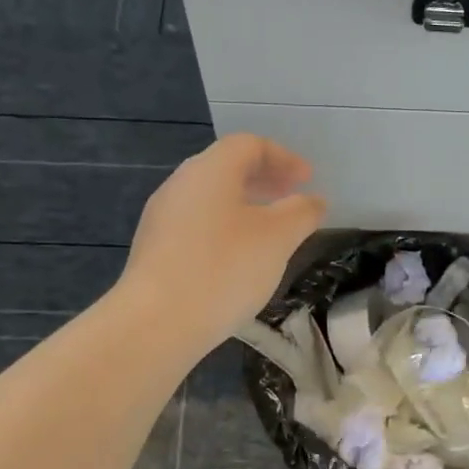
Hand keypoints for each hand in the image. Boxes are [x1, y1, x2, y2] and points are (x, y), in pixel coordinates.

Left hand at [117, 134, 325, 349]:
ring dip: (244, 205)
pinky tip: (238, 258)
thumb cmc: (223, 269)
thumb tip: (314, 201)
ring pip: (210, 198)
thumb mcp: (277, 239)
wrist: (156, 322)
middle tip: (291, 197)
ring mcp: (162, 217)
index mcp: (210, 170)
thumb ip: (301, 213)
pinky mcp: (154, 248)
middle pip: (226, 168)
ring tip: (270, 231)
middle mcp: (180, 184)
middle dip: (264, 179)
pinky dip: (225, 227)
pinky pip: (197, 224)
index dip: (284, 157)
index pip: (249, 145)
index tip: (307, 180)